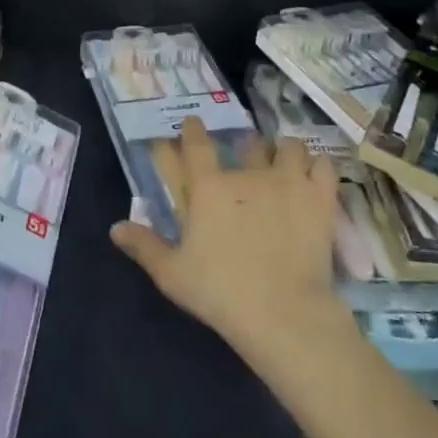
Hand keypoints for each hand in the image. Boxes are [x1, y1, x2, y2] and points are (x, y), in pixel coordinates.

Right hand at [111, 118, 347, 368]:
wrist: (283, 313)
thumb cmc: (221, 293)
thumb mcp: (172, 274)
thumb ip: (144, 246)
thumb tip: (115, 227)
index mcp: (208, 187)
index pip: (196, 143)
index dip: (193, 129)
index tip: (192, 125)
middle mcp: (247, 173)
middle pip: (246, 141)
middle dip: (244, 144)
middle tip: (245, 157)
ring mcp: (287, 181)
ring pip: (287, 146)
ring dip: (282, 151)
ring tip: (283, 163)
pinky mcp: (319, 197)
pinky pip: (322, 164)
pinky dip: (317, 166)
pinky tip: (313, 176)